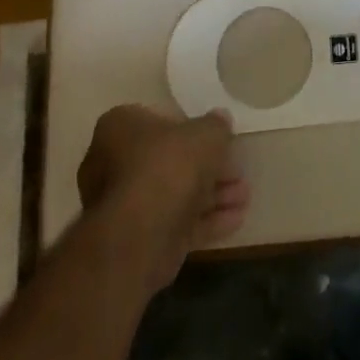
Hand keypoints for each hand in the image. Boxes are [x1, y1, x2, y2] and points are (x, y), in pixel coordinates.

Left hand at [76, 104, 249, 286]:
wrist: (140, 234)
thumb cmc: (168, 165)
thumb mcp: (205, 133)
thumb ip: (216, 125)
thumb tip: (220, 120)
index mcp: (120, 127)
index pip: (159, 120)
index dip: (191, 129)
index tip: (216, 137)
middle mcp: (114, 163)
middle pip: (170, 161)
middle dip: (208, 168)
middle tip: (238, 170)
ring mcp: (125, 205)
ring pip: (176, 194)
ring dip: (213, 195)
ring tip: (245, 196)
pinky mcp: (138, 239)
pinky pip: (176, 222)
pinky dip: (206, 220)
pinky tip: (236, 219)